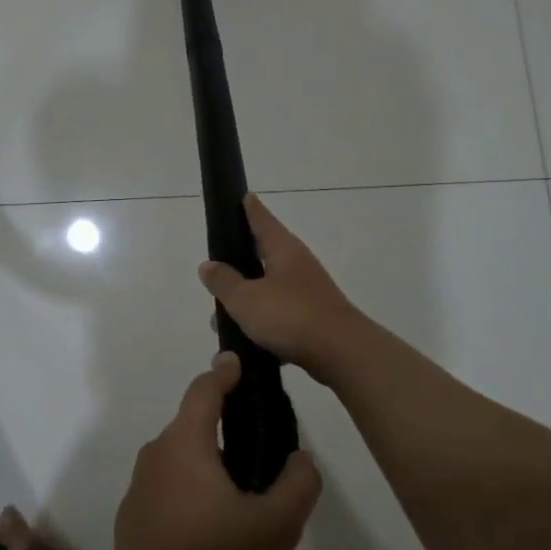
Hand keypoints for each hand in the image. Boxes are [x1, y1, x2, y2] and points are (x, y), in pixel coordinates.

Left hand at [113, 353, 322, 549]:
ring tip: (240, 499)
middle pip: (194, 425)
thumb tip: (300, 457)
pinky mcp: (133, 511)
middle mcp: (156, 453)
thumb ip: (299, 484)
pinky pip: (167, 486)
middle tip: (258, 452)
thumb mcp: (276, 526)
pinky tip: (211, 527)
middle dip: (223, 428)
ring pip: (181, 458)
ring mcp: (139, 483)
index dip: (224, 372)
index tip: (238, 363)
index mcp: (185, 443)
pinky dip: (189, 491)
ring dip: (208, 466)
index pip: (204, 389)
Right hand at [199, 194, 365, 383]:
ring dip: (248, 300)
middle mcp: (298, 265)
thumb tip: (208, 265)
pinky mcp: (314, 319)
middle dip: (240, 262)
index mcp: (283, 250)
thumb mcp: (246, 298)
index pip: (262, 220)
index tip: (243, 196)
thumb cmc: (291, 316)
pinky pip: (280, 316)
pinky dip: (263, 325)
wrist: (342, 354)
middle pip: (264, 254)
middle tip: (216, 266)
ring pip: (269, 289)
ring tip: (221, 319)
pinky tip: (247, 343)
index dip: (249, 208)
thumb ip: (224, 282)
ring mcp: (309, 292)